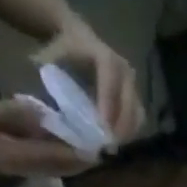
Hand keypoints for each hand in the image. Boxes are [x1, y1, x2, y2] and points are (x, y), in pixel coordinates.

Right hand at [0, 95, 97, 176]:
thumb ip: (15, 114)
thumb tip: (47, 115)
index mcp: (18, 158)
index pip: (60, 157)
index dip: (83, 151)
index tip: (103, 142)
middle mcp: (22, 169)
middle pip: (62, 167)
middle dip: (82, 157)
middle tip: (102, 142)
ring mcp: (14, 167)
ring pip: (52, 166)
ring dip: (70, 157)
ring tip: (88, 141)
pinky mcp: (7, 162)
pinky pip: (39, 161)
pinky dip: (54, 153)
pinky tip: (59, 139)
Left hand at [33, 19, 145, 143]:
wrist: (78, 38)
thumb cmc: (62, 50)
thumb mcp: (51, 58)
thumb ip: (52, 82)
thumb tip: (49, 111)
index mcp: (104, 57)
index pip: (110, 85)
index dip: (108, 107)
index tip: (102, 129)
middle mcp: (124, 70)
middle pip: (129, 103)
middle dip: (120, 127)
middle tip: (107, 147)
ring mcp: (133, 83)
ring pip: (137, 113)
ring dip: (127, 132)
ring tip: (111, 147)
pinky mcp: (136, 94)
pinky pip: (138, 117)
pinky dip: (129, 131)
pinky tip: (116, 141)